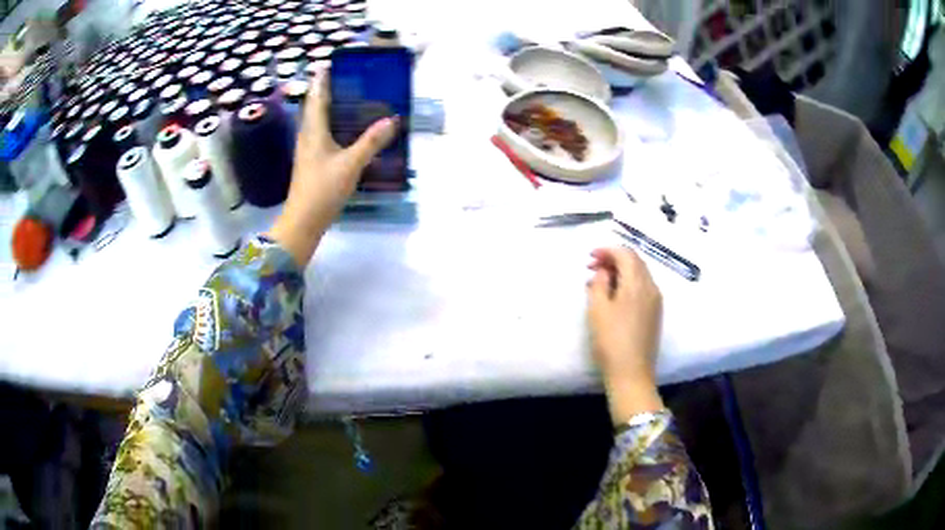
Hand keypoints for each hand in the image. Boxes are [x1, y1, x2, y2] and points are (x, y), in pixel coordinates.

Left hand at [268, 71, 397, 265]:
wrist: (303, 222)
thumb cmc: (322, 190)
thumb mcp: (350, 164)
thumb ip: (371, 141)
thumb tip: (393, 119)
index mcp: (313, 131)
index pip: (316, 97)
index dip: (322, 80)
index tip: (330, 64)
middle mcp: (308, 136)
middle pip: (315, 107)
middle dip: (328, 90)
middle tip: (349, 78)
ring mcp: (308, 150)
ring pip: (319, 121)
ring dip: (331, 107)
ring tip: (351, 98)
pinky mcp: (313, 162)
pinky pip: (323, 135)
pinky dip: (334, 125)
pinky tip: (348, 130)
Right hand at [587, 247, 664, 424]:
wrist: (632, 373)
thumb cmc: (611, 340)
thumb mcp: (598, 310)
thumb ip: (599, 283)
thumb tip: (604, 271)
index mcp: (637, 283)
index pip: (625, 253)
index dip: (607, 250)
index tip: (589, 257)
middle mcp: (652, 287)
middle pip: (635, 261)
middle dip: (614, 259)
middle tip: (592, 268)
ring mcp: (656, 300)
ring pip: (640, 274)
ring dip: (621, 271)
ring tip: (600, 282)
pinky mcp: (655, 313)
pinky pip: (642, 287)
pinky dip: (628, 283)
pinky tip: (614, 295)